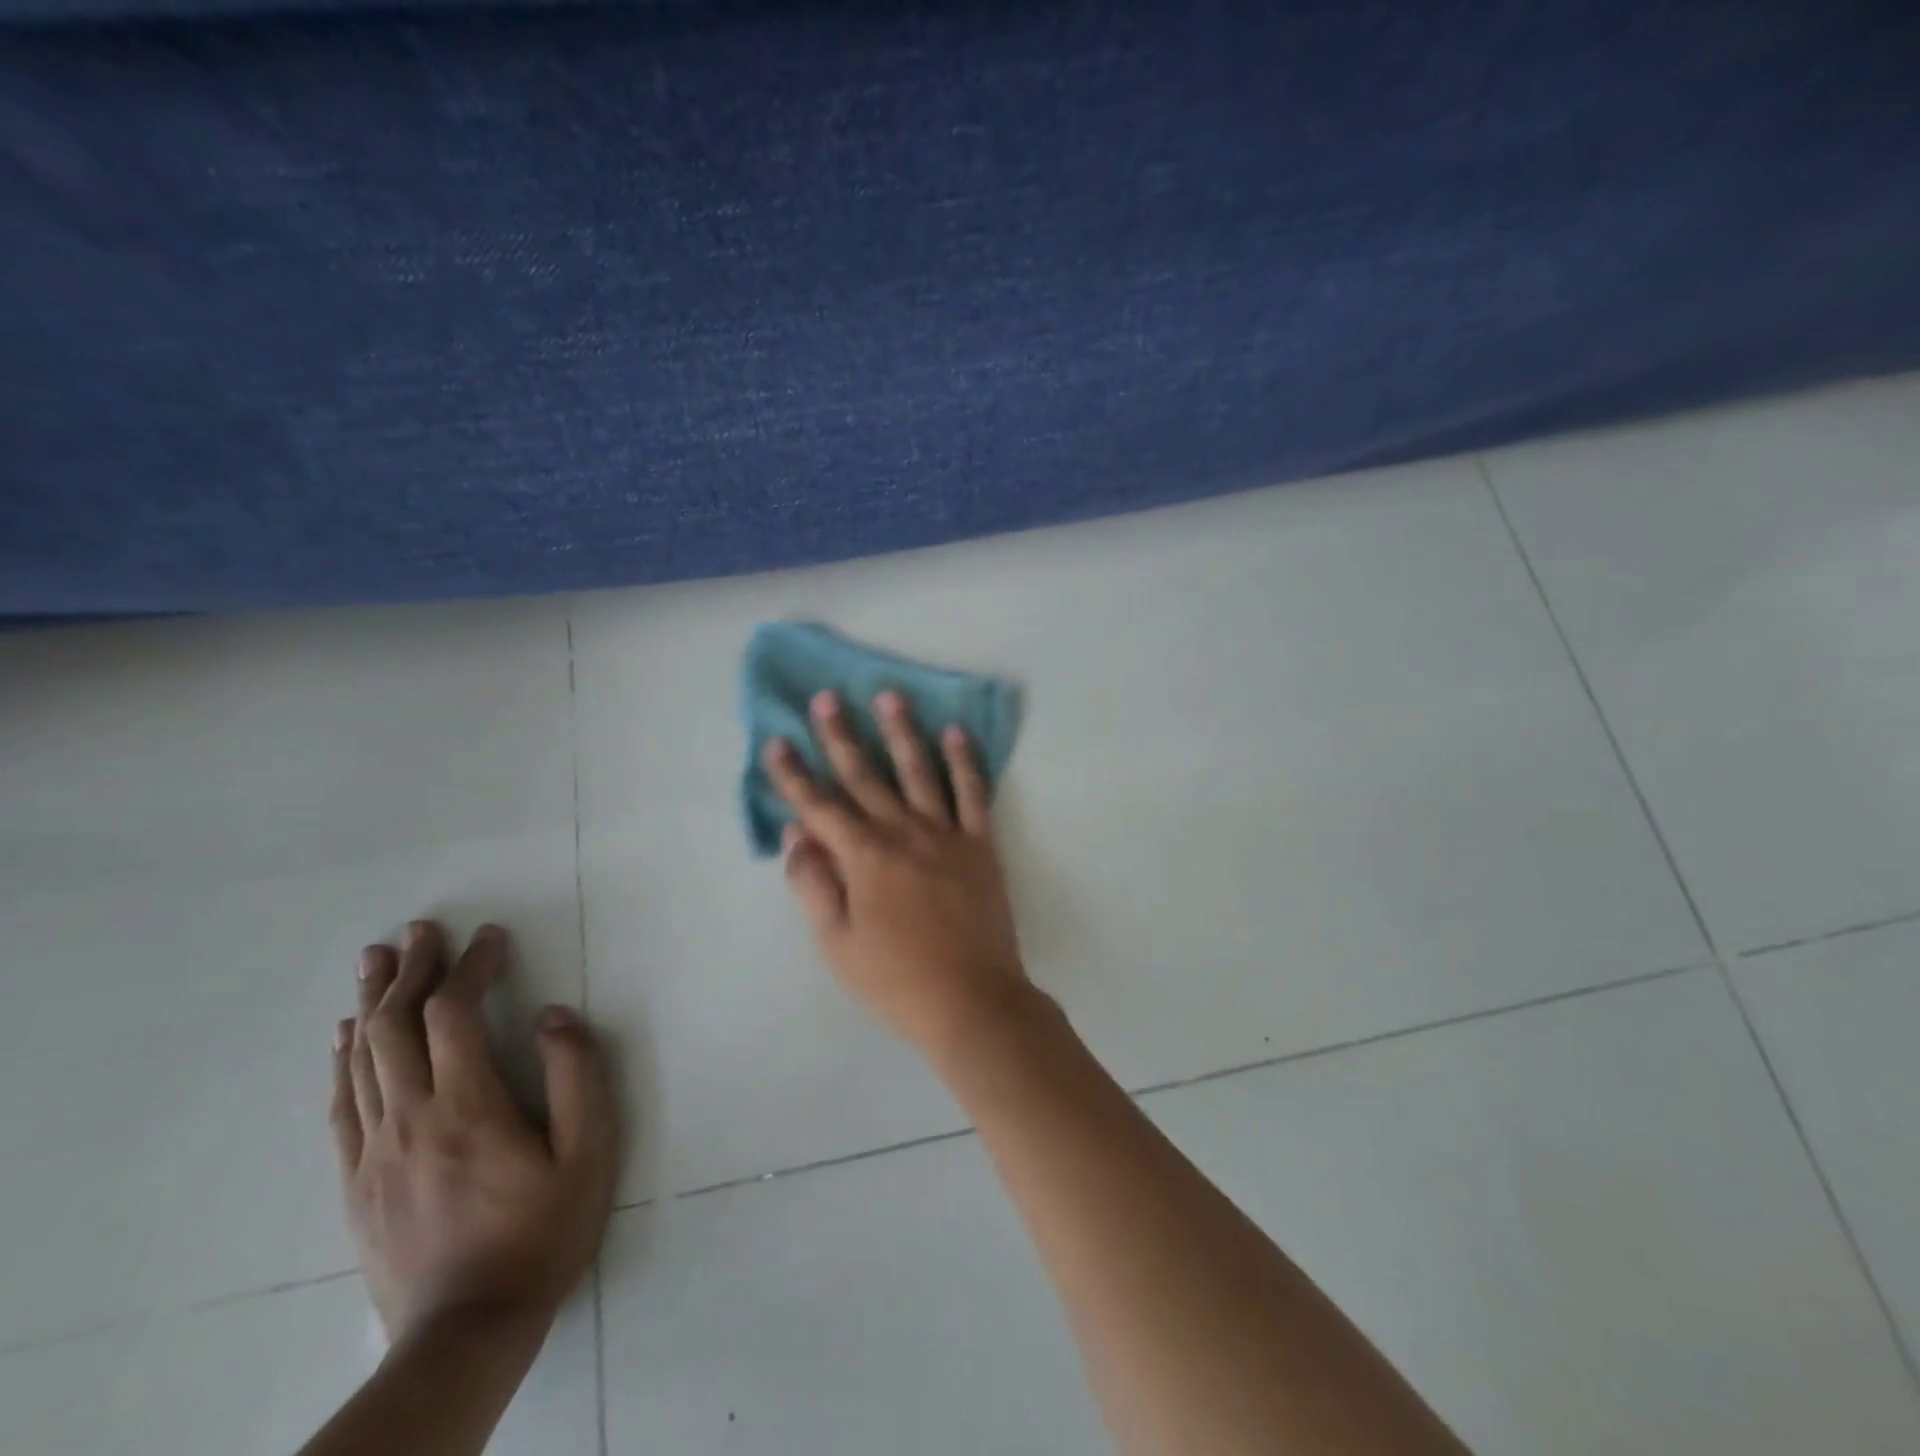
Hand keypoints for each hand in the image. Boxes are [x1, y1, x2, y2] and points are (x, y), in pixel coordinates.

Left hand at [330, 921, 616, 1344]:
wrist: (466, 1332)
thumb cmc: (541, 1233)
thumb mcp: (588, 1152)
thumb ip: (576, 1076)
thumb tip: (554, 1016)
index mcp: (469, 1107)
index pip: (456, 1015)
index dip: (471, 966)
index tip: (489, 936)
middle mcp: (411, 1119)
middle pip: (396, 1028)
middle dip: (410, 970)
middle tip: (421, 929)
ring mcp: (375, 1152)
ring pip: (362, 1060)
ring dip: (371, 1003)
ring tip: (376, 960)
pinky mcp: (357, 1182)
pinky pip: (342, 1107)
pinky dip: (344, 1060)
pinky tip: (347, 1038)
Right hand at [764, 689, 1031, 1059]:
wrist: (972, 1000)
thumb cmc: (895, 979)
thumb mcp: (836, 943)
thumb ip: (813, 884)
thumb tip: (796, 833)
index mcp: (864, 857)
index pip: (819, 805)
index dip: (793, 774)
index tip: (777, 741)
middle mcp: (903, 832)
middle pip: (865, 776)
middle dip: (841, 736)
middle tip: (826, 698)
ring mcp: (946, 834)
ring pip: (919, 771)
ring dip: (901, 732)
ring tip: (889, 696)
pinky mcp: (981, 844)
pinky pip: (973, 793)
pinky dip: (965, 762)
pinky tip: (956, 733)